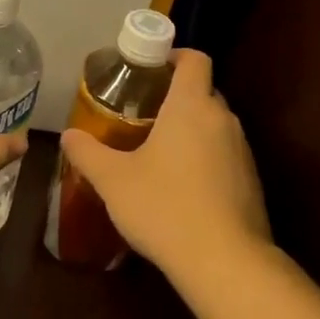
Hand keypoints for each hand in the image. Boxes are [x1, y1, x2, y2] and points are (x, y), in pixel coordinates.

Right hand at [58, 49, 270, 283]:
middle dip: (177, 97)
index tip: (151, 68)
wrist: (225, 262)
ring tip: (161, 152)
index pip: (195, 59)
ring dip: (192, 130)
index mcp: (191, 106)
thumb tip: (67, 135)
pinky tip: (184, 188)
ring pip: (215, 125)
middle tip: (144, 114)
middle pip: (204, 91)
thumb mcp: (113, 181)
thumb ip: (88, 153)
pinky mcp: (252, 181)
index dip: (175, 56)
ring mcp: (243, 151)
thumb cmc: (165, 207)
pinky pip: (226, 155)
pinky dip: (207, 159)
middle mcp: (223, 119)